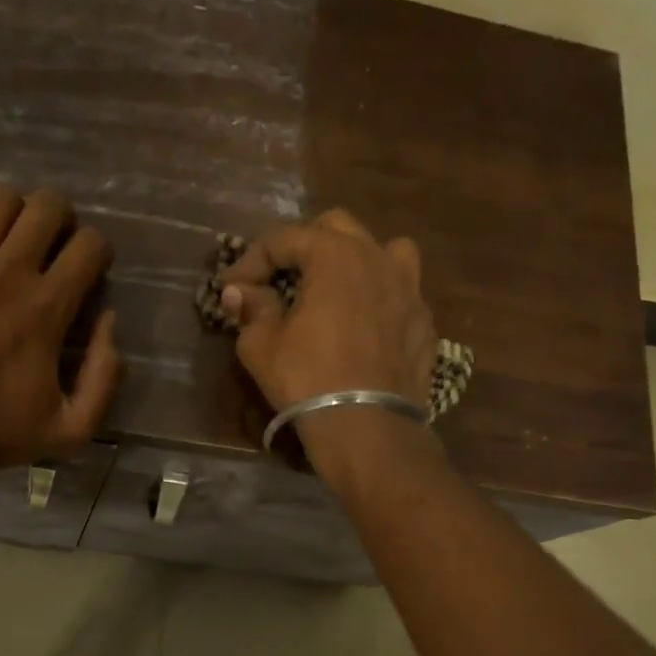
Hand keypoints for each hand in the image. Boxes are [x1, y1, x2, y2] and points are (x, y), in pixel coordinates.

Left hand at [0, 186, 120, 471]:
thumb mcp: (71, 429)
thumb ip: (104, 378)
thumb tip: (110, 323)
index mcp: (47, 308)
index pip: (90, 244)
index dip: (99, 252)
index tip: (89, 275)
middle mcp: (8, 273)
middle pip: (47, 206)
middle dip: (62, 219)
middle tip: (54, 247)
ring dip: (14, 213)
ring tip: (11, 240)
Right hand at [219, 207, 437, 408]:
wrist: (368, 427)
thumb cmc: (308, 379)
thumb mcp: (261, 345)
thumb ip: (251, 308)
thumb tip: (239, 292)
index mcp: (336, 255)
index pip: (285, 239)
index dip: (252, 259)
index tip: (231, 285)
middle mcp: (378, 259)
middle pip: (337, 228)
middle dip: (303, 246)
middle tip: (280, 276)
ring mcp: (410, 289)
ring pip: (384, 251)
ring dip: (355, 260)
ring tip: (336, 287)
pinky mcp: (425, 323)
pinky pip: (400, 293)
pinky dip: (378, 299)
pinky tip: (363, 325)